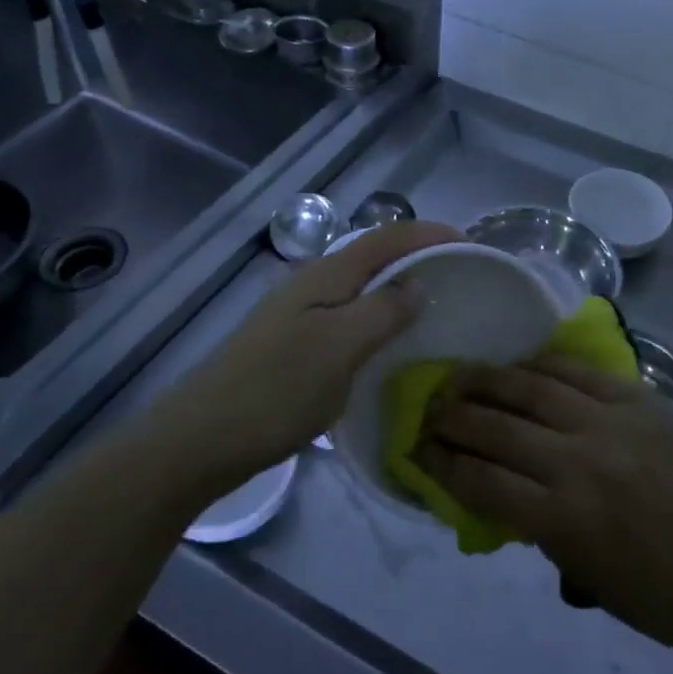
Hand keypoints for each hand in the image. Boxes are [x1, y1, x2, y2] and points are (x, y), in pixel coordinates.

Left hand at [170, 219, 461, 487]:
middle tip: (458, 274)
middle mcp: (312, 284)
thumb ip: (383, 310)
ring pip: (360, 286)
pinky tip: (387, 340)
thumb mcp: (341, 348)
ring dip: (397, 286)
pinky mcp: (293, 343)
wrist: (202, 439)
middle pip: (373, 255)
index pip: (386, 238)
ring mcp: (298, 314)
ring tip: (432, 303)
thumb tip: (418, 285)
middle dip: (416, 255)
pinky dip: (377, 315)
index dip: (428, 234)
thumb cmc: (277, 390)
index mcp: (325, 275)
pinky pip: (348, 314)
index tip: (470, 244)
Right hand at [417, 355, 672, 661]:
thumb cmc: (659, 595)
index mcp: (563, 520)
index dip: (441, 463)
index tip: (418, 450)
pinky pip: (576, 371)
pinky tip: (518, 364)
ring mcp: (611, 422)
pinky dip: (540, 365)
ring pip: (531, 388)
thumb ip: (536, 529)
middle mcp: (579, 462)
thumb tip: (497, 490)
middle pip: (497, 428)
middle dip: (453, 418)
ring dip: (487, 381)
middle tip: (429, 410)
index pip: (481, 481)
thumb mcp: (584, 576)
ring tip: (459, 376)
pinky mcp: (638, 399)